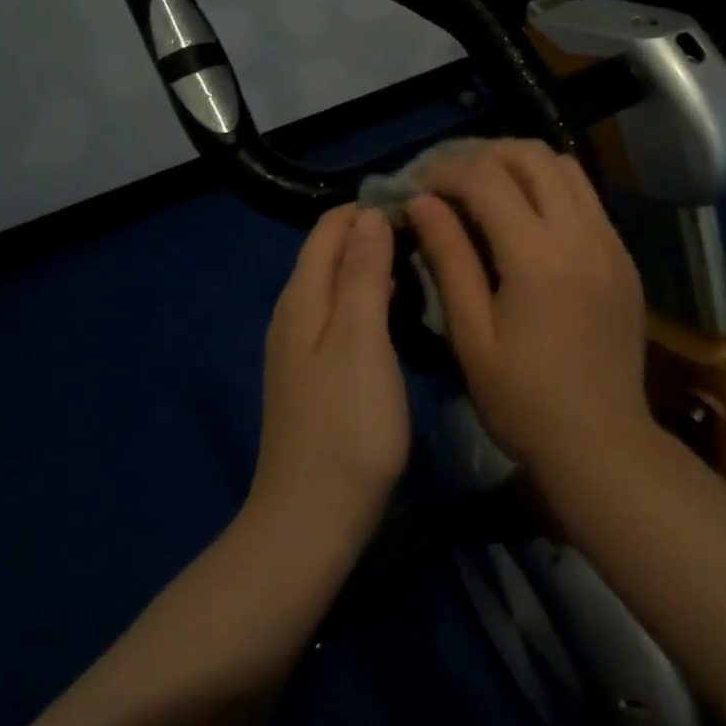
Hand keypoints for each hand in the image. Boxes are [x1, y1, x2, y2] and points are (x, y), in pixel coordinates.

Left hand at [248, 205, 409, 549]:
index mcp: (302, 296)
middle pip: (331, 253)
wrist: (312, 517)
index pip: (329, 228)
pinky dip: (371, 301)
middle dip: (375, 235)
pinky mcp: (315, 374)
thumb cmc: (347, 425)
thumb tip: (369, 215)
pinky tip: (400, 314)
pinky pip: (342, 316)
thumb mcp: (362, 339)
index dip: (368, 210)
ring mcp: (301, 346)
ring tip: (423, 267)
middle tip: (430, 238)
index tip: (418, 208)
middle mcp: (294, 312)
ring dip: (375, 267)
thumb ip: (364, 272)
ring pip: (339, 285)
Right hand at [404, 140, 652, 477]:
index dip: (444, 172)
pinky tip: (525, 217)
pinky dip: (550, 187)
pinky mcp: (623, 255)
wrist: (602, 443)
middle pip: (530, 155)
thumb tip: (421, 201)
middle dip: (482, 154)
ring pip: (564, 166)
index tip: (417, 185)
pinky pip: (586, 196)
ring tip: (485, 188)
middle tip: (448, 179)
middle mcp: (581, 233)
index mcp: (538, 255)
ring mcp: (610, 240)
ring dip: (519, 165)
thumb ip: (448, 257)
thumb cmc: (523, 400)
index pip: (485, 178)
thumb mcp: (471, 334)